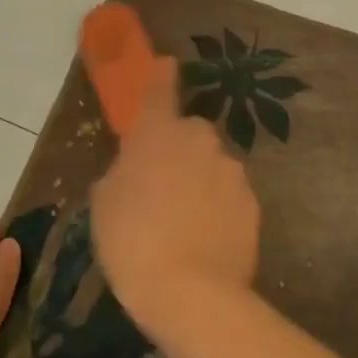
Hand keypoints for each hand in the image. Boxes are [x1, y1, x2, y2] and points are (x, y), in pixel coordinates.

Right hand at [91, 56, 260, 337]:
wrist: (191, 292)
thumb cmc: (132, 242)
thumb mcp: (105, 204)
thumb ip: (123, 172)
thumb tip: (136, 168)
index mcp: (158, 134)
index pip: (160, 89)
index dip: (162, 75)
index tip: (167, 64)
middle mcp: (200, 140)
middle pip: (189, 134)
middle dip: (178, 150)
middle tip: (160, 187)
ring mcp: (231, 169)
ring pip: (212, 165)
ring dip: (199, 181)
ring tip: (183, 223)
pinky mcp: (252, 200)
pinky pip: (229, 194)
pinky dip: (218, 207)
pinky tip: (206, 238)